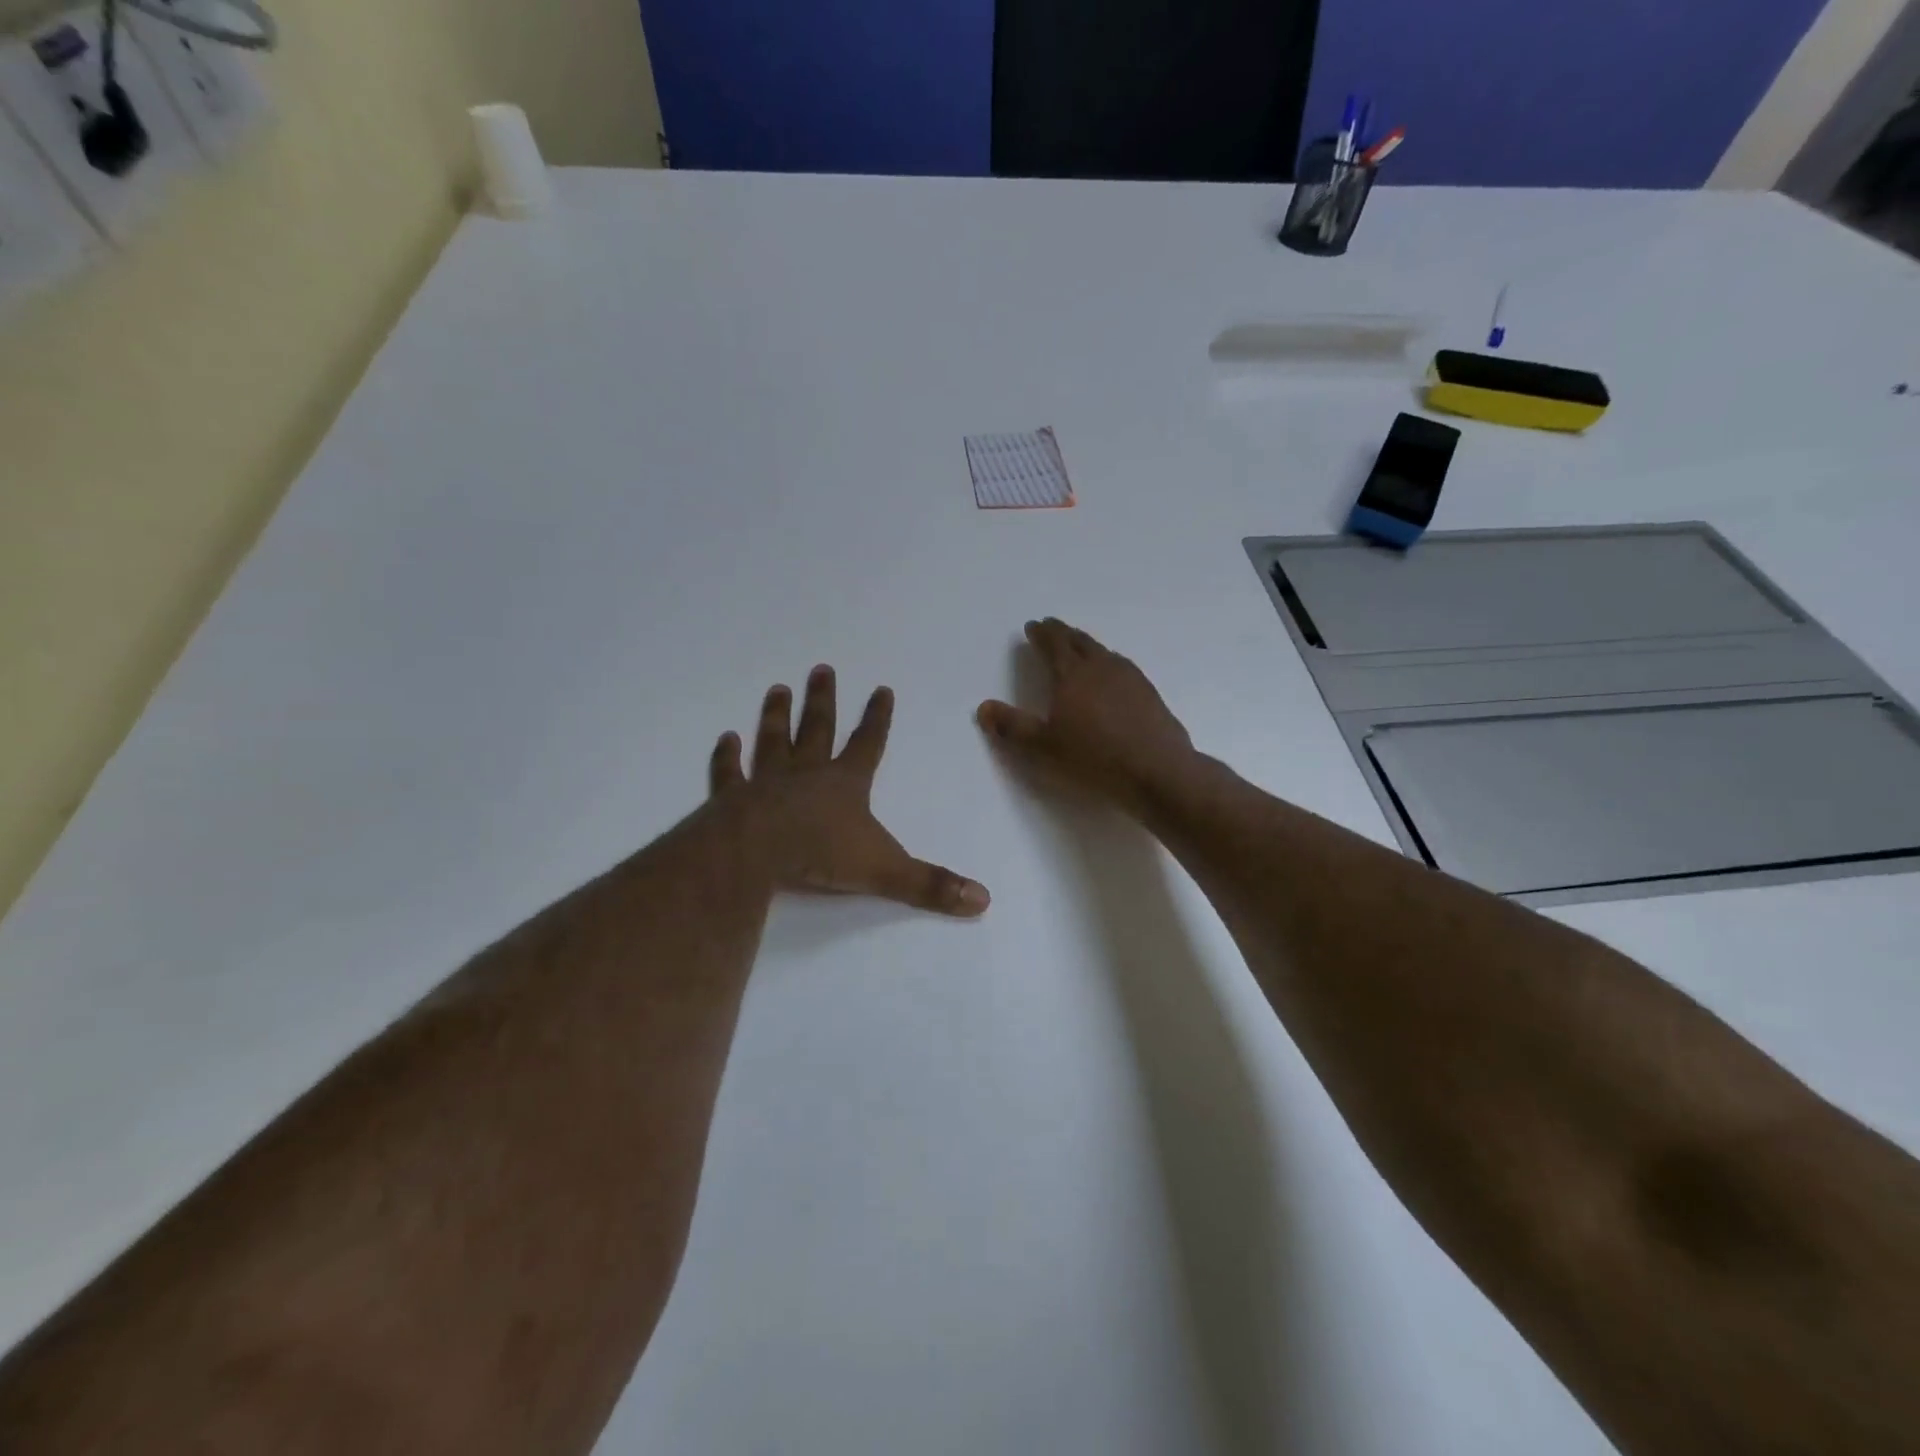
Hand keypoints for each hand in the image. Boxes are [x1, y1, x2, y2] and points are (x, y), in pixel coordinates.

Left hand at [710, 667, 989, 917]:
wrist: (755, 854)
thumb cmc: (821, 855)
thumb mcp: (886, 872)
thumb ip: (932, 886)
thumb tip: (984, 901)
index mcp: (845, 784)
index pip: (869, 743)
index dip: (877, 717)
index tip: (881, 689)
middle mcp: (807, 773)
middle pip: (817, 728)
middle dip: (822, 700)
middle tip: (821, 669)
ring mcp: (766, 782)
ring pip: (773, 740)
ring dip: (776, 715)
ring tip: (778, 690)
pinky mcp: (732, 798)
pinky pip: (730, 772)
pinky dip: (727, 757)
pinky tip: (725, 739)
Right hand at [977, 619, 1196, 813]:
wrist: (1157, 770)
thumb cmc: (1094, 758)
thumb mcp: (1044, 747)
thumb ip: (1012, 726)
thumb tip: (983, 707)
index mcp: (1072, 675)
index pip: (1054, 644)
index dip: (1041, 633)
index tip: (1033, 626)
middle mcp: (1101, 667)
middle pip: (1080, 641)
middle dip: (1063, 633)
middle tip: (1052, 628)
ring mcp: (1130, 678)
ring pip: (1103, 652)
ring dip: (1087, 645)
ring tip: (1079, 647)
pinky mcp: (1149, 693)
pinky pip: (1122, 667)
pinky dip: (1108, 662)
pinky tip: (1112, 675)